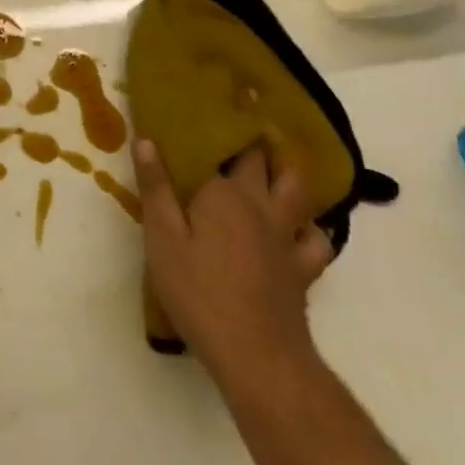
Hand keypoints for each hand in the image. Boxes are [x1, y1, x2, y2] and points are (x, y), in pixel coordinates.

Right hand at [133, 136, 334, 402]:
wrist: (256, 353)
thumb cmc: (198, 291)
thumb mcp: (162, 238)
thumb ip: (156, 188)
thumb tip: (147, 139)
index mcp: (224, 193)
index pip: (223, 148)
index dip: (218, 128)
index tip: (211, 110)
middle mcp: (261, 204)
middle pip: (265, 161)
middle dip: (255, 141)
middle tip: (243, 127)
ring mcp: (287, 235)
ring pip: (298, 189)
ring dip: (288, 171)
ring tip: (276, 163)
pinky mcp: (303, 267)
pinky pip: (317, 237)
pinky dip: (311, 226)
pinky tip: (300, 228)